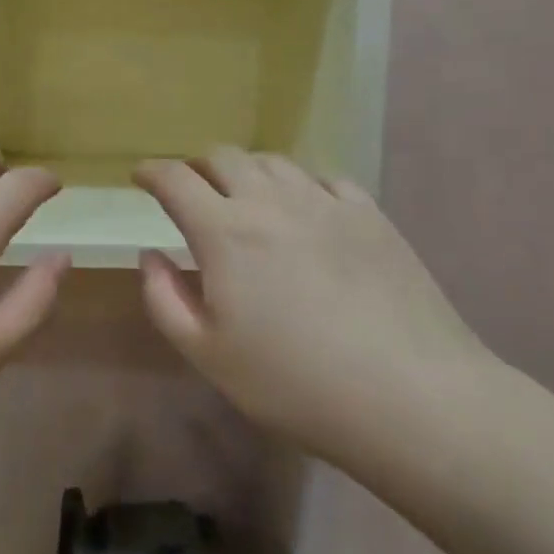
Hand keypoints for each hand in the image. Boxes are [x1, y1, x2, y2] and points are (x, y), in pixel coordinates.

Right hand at [135, 148, 491, 472]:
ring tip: (247, 198)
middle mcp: (270, 201)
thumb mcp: (209, 355)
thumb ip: (164, 299)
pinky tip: (305, 211)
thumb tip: (149, 254)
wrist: (412, 397)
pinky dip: (299, 186)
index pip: (175, 178)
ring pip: (272, 162)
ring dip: (247, 172)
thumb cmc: (296, 384)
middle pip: (223, 157)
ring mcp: (324, 202)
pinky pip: (323, 179)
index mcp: (224, 231)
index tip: (141, 177)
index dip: (152, 171)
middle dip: (198, 166)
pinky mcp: (369, 214)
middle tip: (193, 190)